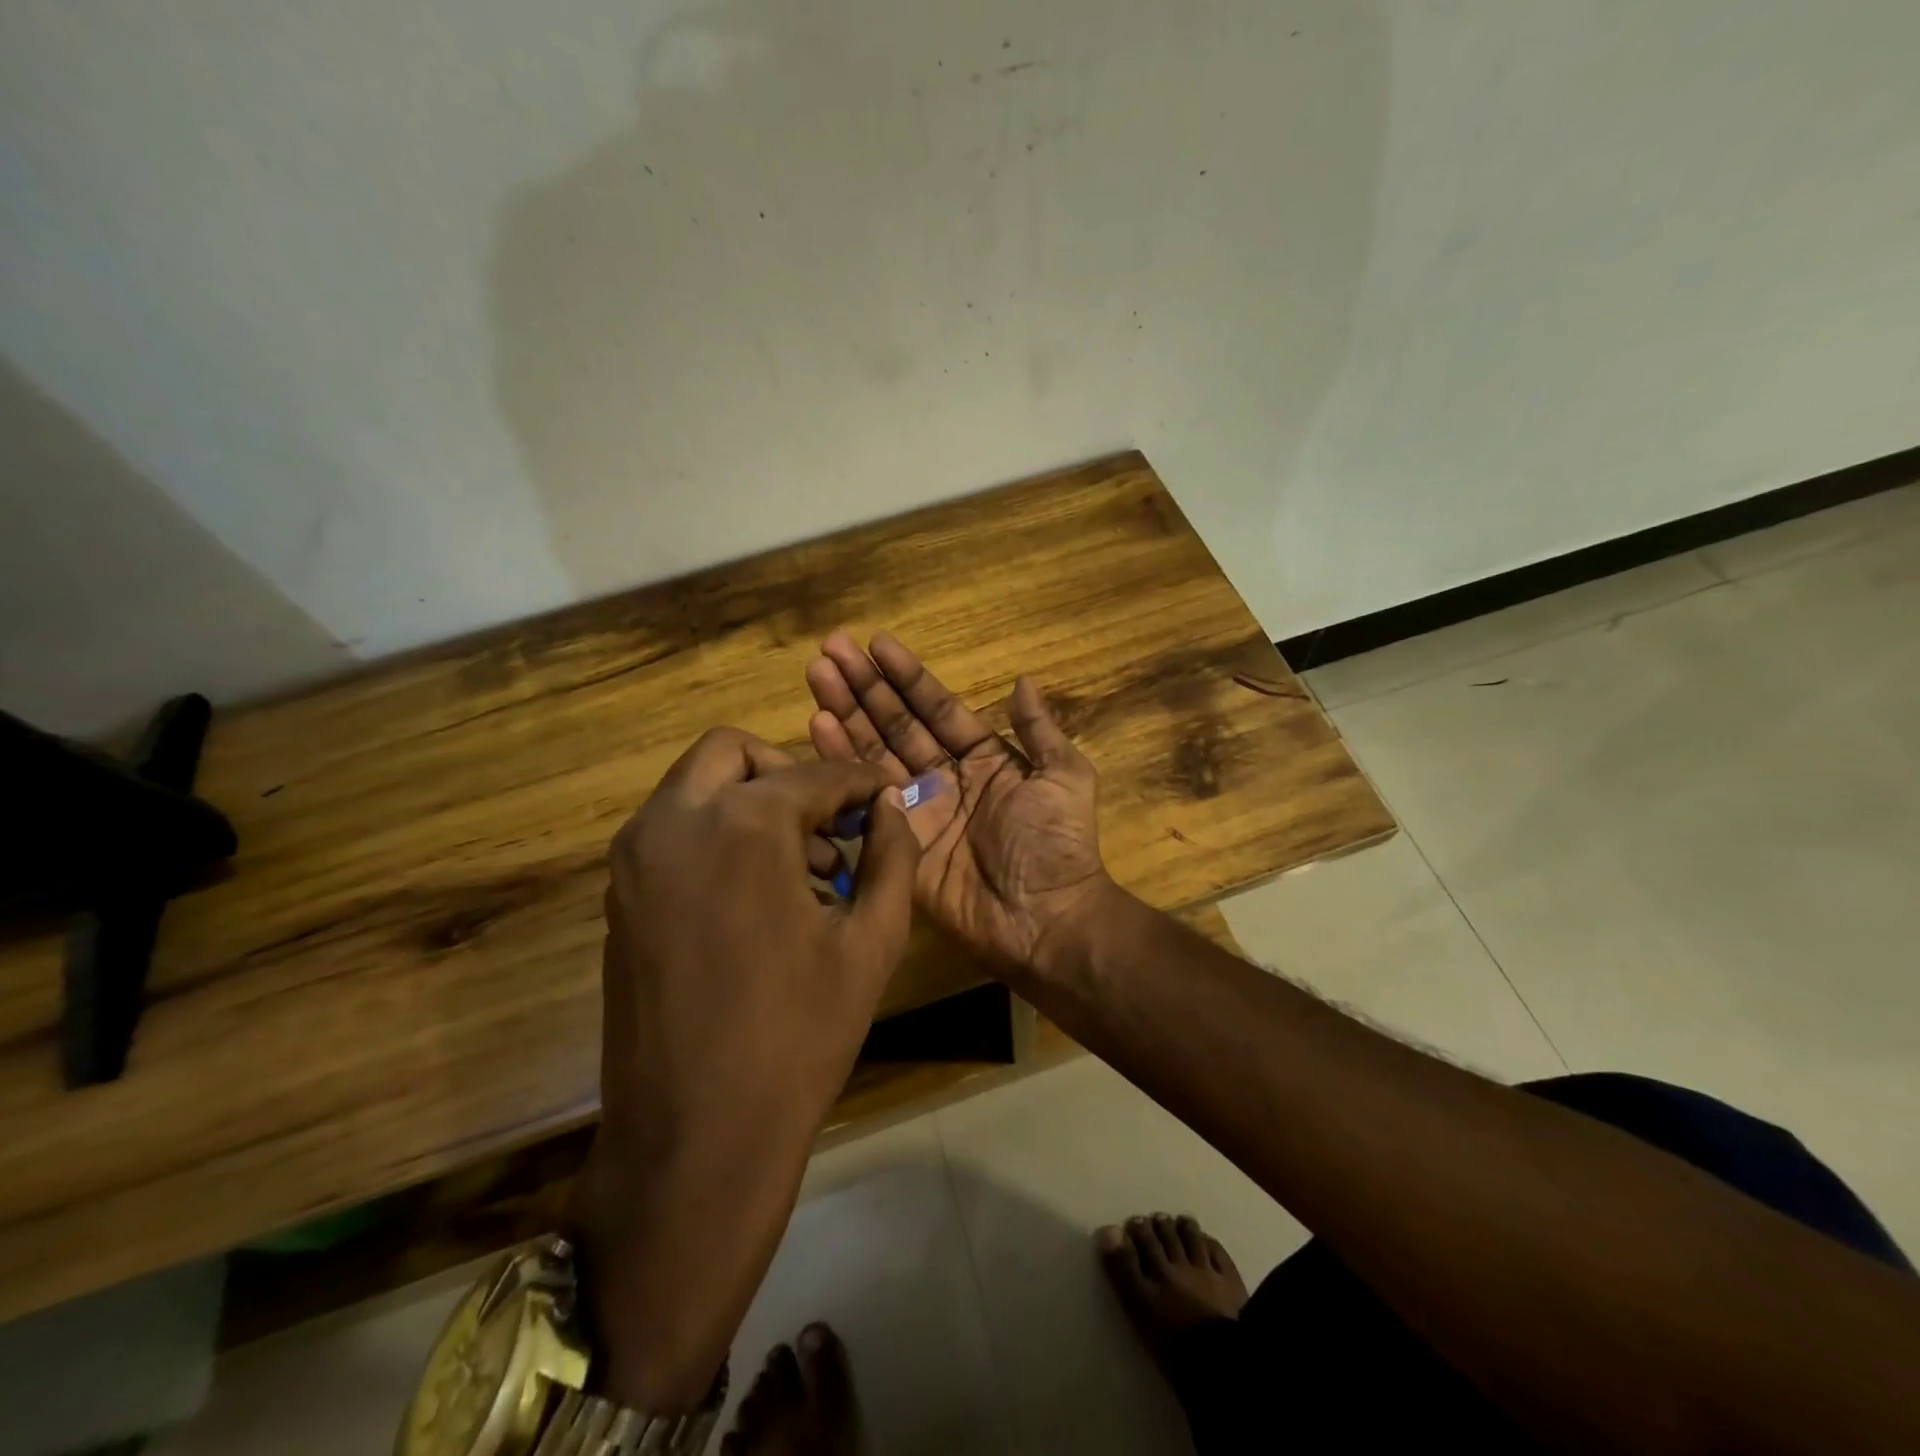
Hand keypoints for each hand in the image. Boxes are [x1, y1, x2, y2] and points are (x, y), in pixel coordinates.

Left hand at [569, 728, 918, 1410]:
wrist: (695, 1138)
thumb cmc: (799, 1036)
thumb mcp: (872, 942)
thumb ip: (893, 857)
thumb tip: (890, 808)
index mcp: (743, 825)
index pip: (814, 774)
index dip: (859, 781)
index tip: (884, 795)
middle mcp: (674, 822)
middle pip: (733, 752)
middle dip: (789, 773)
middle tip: (830, 822)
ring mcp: (634, 859)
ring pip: (695, 787)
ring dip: (751, 801)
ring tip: (805, 868)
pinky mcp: (618, 896)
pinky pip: (673, 831)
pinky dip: (718, 833)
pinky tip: (758, 895)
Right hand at [805, 630, 1113, 978]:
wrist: (1046, 918)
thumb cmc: (1058, 844)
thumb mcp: (1065, 777)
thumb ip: (1040, 730)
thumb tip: (1023, 679)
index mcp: (982, 757)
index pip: (936, 707)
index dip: (907, 676)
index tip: (876, 643)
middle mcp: (943, 776)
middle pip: (896, 722)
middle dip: (864, 686)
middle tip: (830, 649)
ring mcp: (916, 808)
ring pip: (873, 751)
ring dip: (845, 713)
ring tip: (816, 675)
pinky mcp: (896, 840)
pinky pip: (865, 796)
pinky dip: (840, 761)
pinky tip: (818, 726)